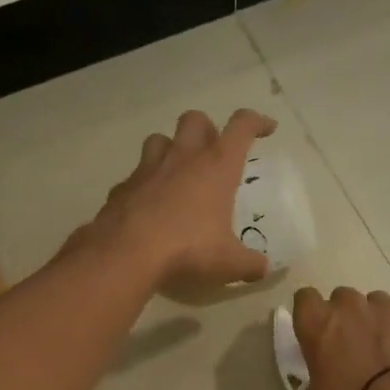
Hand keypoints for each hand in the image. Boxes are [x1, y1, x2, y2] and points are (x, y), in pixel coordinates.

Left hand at [74, 108, 277, 296]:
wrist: (126, 253)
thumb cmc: (188, 250)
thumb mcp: (228, 263)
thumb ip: (249, 264)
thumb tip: (263, 269)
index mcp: (215, 166)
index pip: (241, 127)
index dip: (256, 122)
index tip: (267, 128)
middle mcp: (182, 158)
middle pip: (194, 120)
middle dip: (207, 129)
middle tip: (213, 153)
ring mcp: (147, 169)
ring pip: (159, 139)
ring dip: (171, 149)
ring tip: (178, 173)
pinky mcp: (122, 188)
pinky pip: (135, 177)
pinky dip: (144, 185)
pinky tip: (148, 206)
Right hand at [290, 286, 389, 389]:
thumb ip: (312, 389)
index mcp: (317, 323)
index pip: (304, 298)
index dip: (309, 313)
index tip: (314, 331)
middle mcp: (350, 307)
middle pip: (341, 297)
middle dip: (344, 315)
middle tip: (347, 344)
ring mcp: (387, 310)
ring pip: (375, 303)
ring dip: (374, 319)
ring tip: (380, 349)